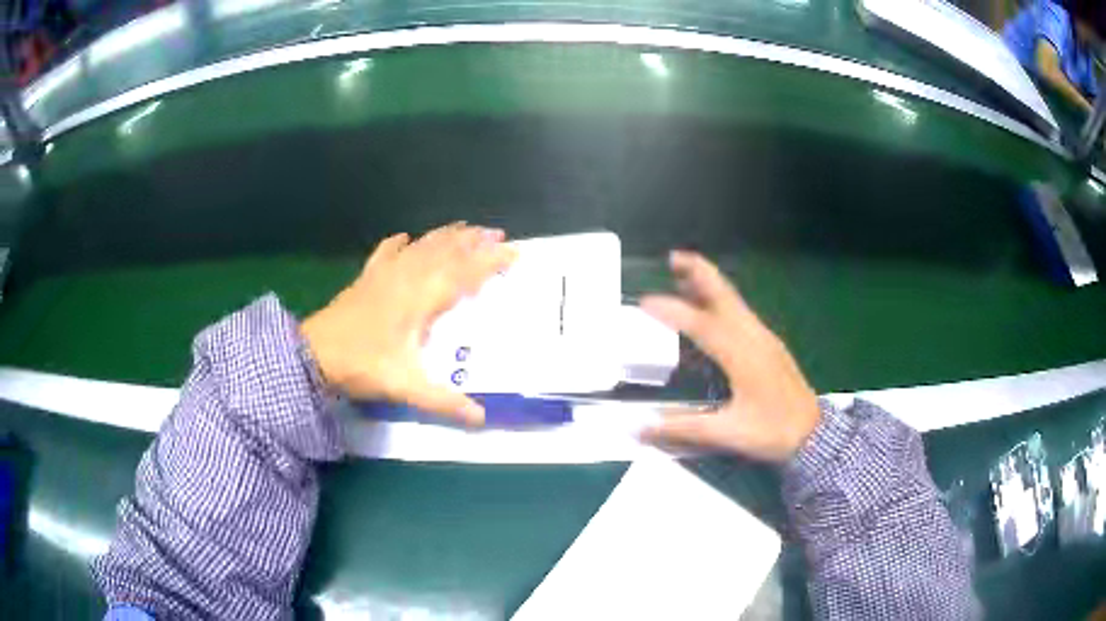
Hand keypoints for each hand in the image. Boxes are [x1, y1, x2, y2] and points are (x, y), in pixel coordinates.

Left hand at [300, 222, 516, 425]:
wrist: (313, 355)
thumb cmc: (362, 366)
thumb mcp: (406, 387)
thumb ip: (445, 402)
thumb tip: (482, 418)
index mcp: (421, 299)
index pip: (464, 273)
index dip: (491, 260)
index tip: (515, 251)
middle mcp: (406, 279)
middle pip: (445, 251)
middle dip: (474, 240)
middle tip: (497, 233)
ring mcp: (384, 275)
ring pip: (421, 246)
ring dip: (445, 235)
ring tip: (465, 227)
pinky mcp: (366, 279)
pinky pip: (386, 253)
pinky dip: (399, 243)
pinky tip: (405, 237)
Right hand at [639, 251, 820, 461]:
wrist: (814, 433)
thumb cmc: (773, 431)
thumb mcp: (728, 433)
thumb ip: (683, 428)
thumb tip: (641, 427)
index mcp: (743, 355)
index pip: (702, 324)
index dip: (673, 311)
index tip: (645, 303)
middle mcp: (754, 337)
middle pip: (725, 295)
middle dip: (700, 272)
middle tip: (673, 257)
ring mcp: (764, 337)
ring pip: (733, 300)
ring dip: (709, 283)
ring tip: (683, 274)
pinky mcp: (769, 344)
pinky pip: (740, 311)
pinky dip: (720, 299)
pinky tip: (709, 307)